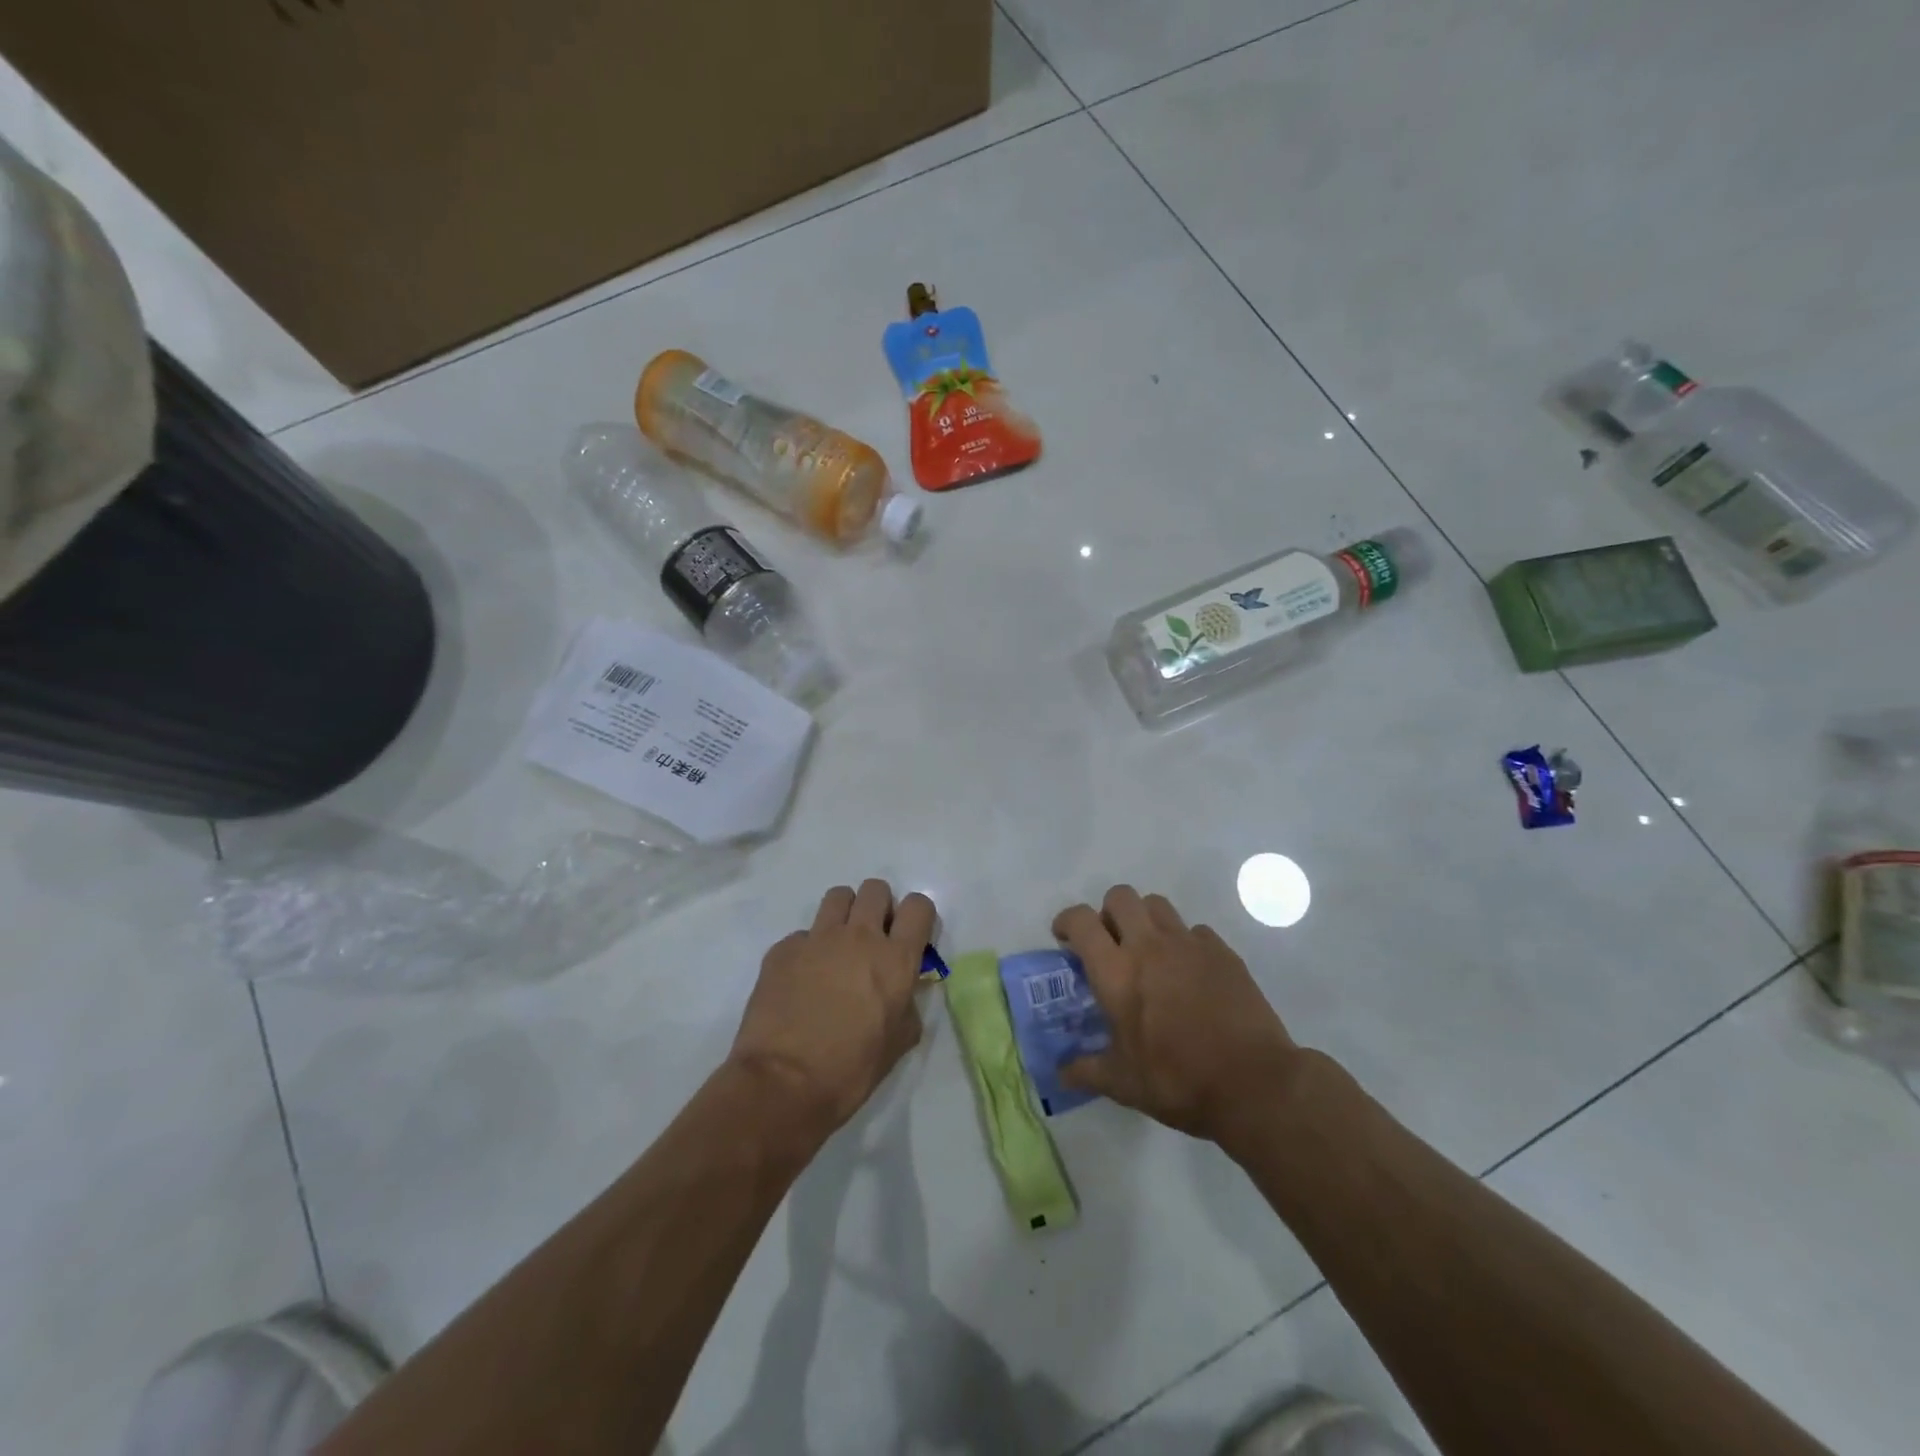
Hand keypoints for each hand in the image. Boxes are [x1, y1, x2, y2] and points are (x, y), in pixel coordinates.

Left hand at [729, 880, 935, 1135]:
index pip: (918, 906)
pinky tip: (801, 979)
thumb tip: (902, 993)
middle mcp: (859, 937)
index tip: (910, 936)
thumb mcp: (898, 1043)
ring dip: (844, 914)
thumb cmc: (850, 1070)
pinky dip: (807, 949)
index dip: (917, 916)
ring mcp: (817, 938)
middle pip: (876, 889)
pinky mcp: (783, 949)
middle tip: (872, 939)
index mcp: (896, 959)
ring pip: (838, 896)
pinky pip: (802, 934)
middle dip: (879, 907)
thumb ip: (907, 1006)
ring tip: (837, 946)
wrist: (783, 1083)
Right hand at [1054, 885, 1298, 1143]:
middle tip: (1110, 943)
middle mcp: (1149, 946)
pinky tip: (1188, 972)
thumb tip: (1060, 1073)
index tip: (1065, 939)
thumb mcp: (1123, 1084)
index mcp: (1116, 972)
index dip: (1067, 921)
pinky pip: (1194, 930)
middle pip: (1120, 897)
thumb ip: (1087, 1070)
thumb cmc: (1178, 1081)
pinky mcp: (1223, 952)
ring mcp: (1189, 944)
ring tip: (1148, 952)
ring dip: (1144, 919)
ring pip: (1157, 905)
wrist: (1254, 1083)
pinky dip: (1183, 942)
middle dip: (1107, 912)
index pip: (1081, 921)